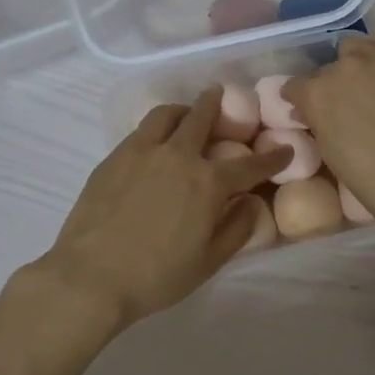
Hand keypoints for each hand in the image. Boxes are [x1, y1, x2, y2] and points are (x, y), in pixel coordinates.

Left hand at [36, 87, 290, 330]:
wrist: (90, 277)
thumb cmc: (157, 276)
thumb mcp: (209, 262)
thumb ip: (237, 228)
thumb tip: (251, 202)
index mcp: (208, 182)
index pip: (250, 164)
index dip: (271, 157)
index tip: (284, 149)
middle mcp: (178, 156)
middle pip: (202, 117)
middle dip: (218, 104)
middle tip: (222, 97)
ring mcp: (141, 151)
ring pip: (167, 114)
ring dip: (183, 110)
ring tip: (185, 117)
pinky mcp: (113, 158)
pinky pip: (141, 131)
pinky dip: (156, 129)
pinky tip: (154, 146)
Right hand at [282, 37, 374, 232]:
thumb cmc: (373, 181)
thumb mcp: (328, 153)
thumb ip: (316, 122)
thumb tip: (310, 111)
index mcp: (316, 92)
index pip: (295, 86)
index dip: (302, 102)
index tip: (311, 114)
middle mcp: (344, 65)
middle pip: (329, 67)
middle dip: (333, 85)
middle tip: (349, 106)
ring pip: (358, 49)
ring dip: (359, 65)